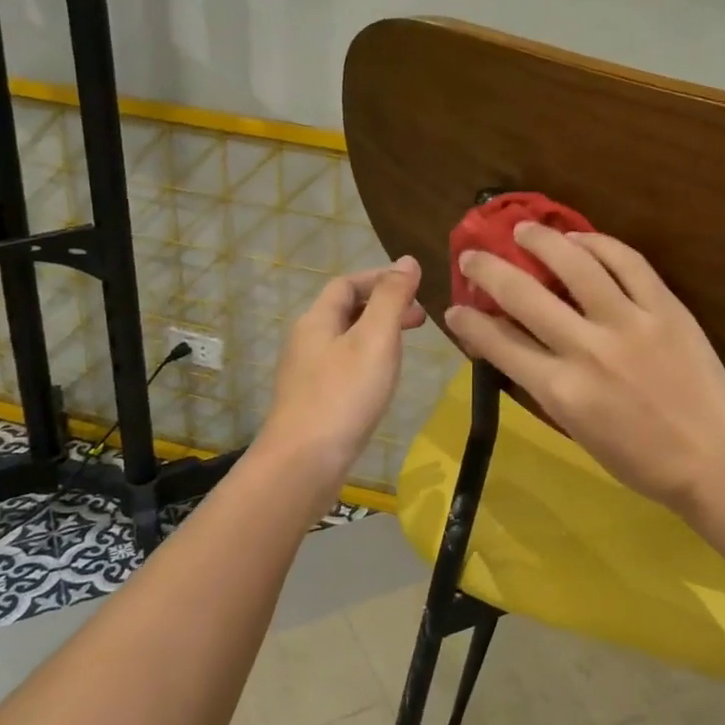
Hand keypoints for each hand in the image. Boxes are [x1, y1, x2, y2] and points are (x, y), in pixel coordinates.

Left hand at [262, 257, 425, 486]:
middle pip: (345, 310)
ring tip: (407, 346)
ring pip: (346, 339)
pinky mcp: (313, 401)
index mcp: (317, 320)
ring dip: (378, 333)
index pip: (347, 283)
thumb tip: (407, 261)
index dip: (380, 278)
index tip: (415, 285)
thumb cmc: (344, 394)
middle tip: (420, 318)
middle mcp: (307, 341)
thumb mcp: (376, 339)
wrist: (304, 463)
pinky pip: (344, 366)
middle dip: (383, 306)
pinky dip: (369, 360)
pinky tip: (383, 380)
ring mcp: (307, 373)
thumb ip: (392, 298)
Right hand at [444, 225, 724, 516]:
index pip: (499, 343)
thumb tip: (513, 349)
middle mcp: (588, 350)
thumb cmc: (641, 460)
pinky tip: (580, 238)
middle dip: (488, 271)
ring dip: (542, 241)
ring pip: (576, 265)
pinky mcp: (665, 308)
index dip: (470, 322)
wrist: (714, 459)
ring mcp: (630, 323)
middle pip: (524, 296)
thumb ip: (543, 386)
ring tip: (524, 229)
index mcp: (562, 391)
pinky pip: (628, 262)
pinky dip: (599, 243)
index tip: (456, 309)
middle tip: (473, 256)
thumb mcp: (576, 431)